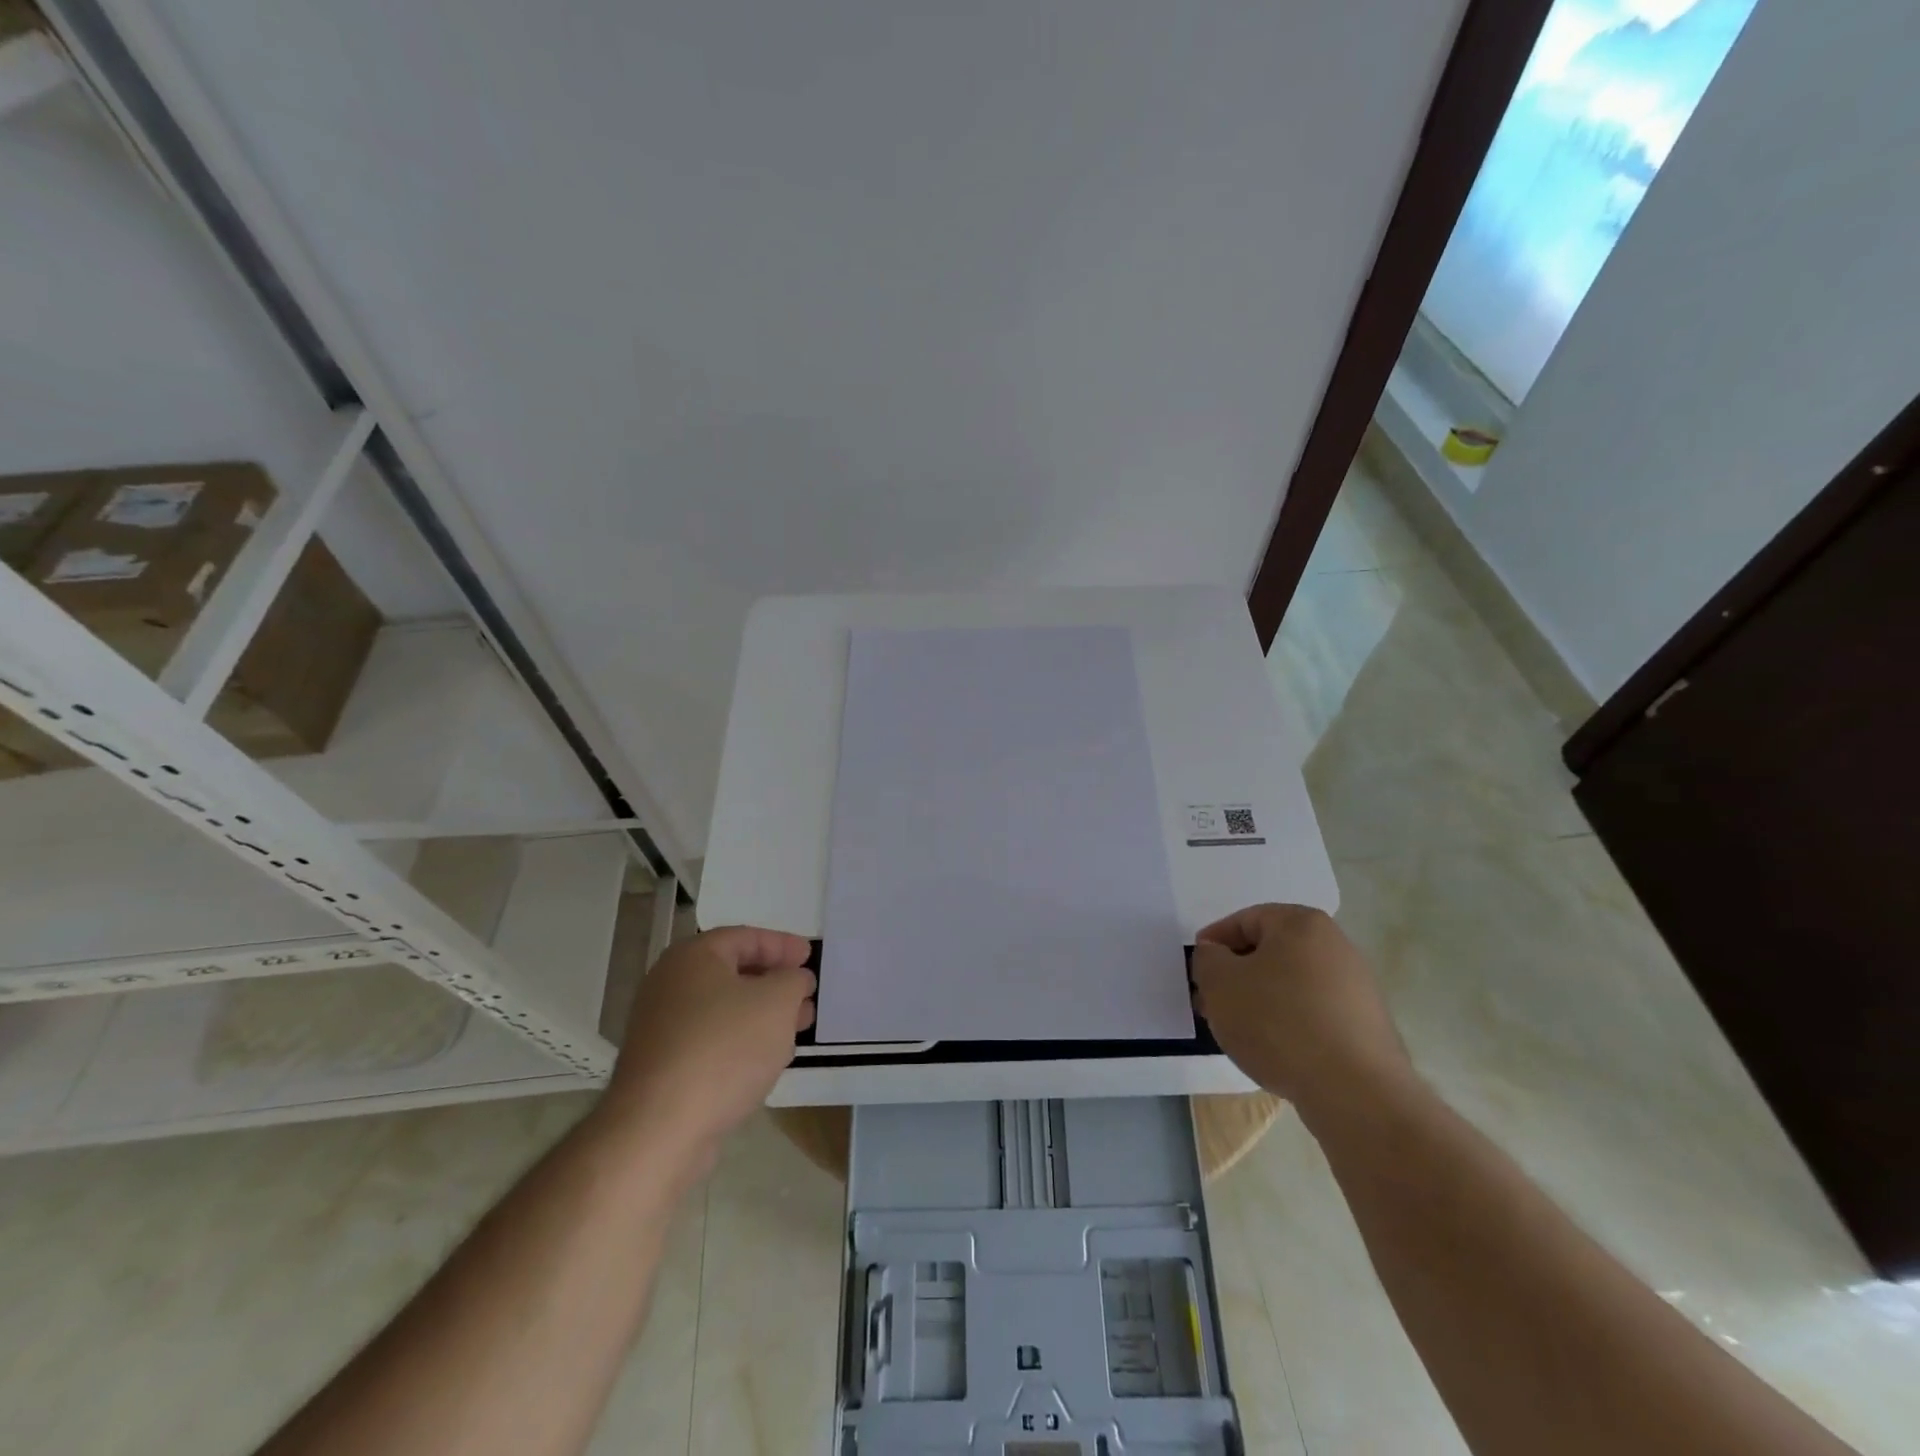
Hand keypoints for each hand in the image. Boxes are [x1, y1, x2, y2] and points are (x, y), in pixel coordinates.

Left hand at [601, 926, 815, 1169]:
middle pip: (732, 972)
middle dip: (774, 982)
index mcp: (693, 957)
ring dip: (762, 1014)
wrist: (659, 1128)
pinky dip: (741, 1041)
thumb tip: (794, 979)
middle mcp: (670, 985)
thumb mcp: (777, 1002)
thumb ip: (793, 980)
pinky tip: (765, 1059)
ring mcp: (661, 1027)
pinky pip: (711, 1040)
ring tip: (797, 1028)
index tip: (809, 957)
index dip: (782, 945)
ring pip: (724, 1009)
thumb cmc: (724, 1048)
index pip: (745, 937)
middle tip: (806, 993)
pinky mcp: (662, 1066)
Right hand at [1192, 903, 1414, 1120]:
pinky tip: (1273, 1051)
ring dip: (1258, 1001)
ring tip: (1237, 1033)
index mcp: (1302, 923)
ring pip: (1289, 985)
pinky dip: (1286, 1024)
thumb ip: (1207, 959)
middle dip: (1235, 976)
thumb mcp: (1219, 983)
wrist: (1355, 1093)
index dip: (1213, 943)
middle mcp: (1335, 946)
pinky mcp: (1365, 1026)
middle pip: (1269, 953)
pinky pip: (1312, 1013)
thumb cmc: (1277, 1022)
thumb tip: (1217, 955)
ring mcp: (1356, 988)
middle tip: (1210, 1004)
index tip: (1197, 972)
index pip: (1244, 920)